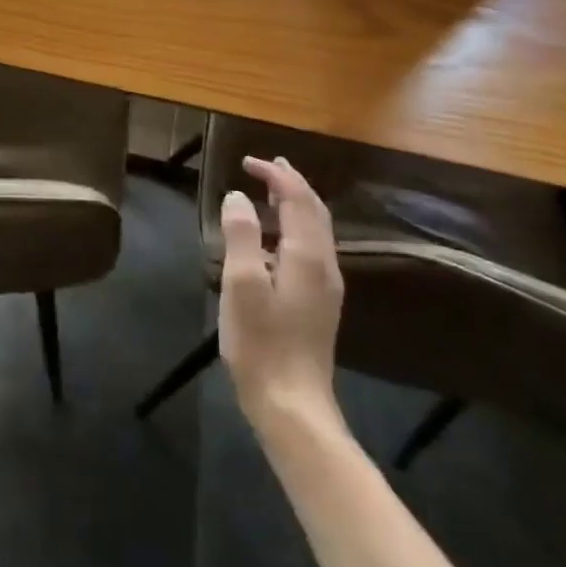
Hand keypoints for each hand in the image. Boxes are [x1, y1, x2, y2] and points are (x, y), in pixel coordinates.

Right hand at [219, 156, 345, 436]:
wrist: (292, 405)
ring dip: (295, 204)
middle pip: (314, 211)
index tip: (248, 162)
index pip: (298, 199)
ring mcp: (325, 286)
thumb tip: (239, 197)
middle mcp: (324, 265)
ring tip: (272, 191)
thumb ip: (241, 235)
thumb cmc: (261, 343)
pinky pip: (311, 248)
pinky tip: (275, 238)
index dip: (276, 175)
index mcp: (307, 256)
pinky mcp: (319, 303)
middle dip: (292, 184)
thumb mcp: (242, 284)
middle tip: (268, 166)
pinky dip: (294, 227)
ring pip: (315, 230)